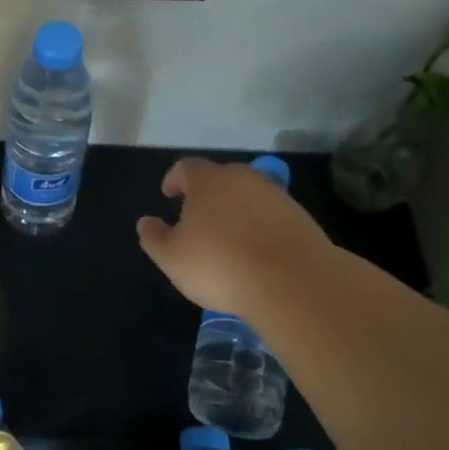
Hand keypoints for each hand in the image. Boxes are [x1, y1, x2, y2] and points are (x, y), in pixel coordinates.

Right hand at [136, 156, 331, 317]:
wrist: (293, 282)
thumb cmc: (219, 264)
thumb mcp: (172, 258)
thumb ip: (154, 237)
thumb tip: (146, 222)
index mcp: (208, 181)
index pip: (186, 167)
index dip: (174, 179)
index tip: (168, 195)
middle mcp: (243, 179)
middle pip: (221, 177)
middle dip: (207, 193)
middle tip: (198, 216)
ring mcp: (276, 197)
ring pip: (249, 196)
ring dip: (236, 210)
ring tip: (228, 238)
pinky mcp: (302, 219)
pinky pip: (272, 216)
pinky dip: (260, 227)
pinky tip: (256, 252)